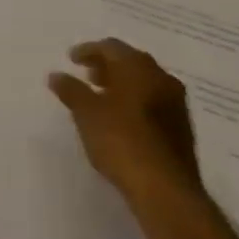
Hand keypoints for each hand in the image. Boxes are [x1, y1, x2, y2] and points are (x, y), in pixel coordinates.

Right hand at [48, 38, 204, 220]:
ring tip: (101, 98)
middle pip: (131, 62)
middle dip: (108, 66)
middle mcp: (162, 79)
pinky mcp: (182, 130)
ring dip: (123, 85)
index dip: (89, 51)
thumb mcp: (86, 113)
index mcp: (139, 67)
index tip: (71, 60)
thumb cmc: (122, 140)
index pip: (111, 47)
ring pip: (145, 83)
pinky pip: (154, 103)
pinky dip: (136, 103)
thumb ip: (71, 90)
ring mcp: (176, 105)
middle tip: (87, 75)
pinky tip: (121, 120)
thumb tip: (56, 75)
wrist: (166, 190)